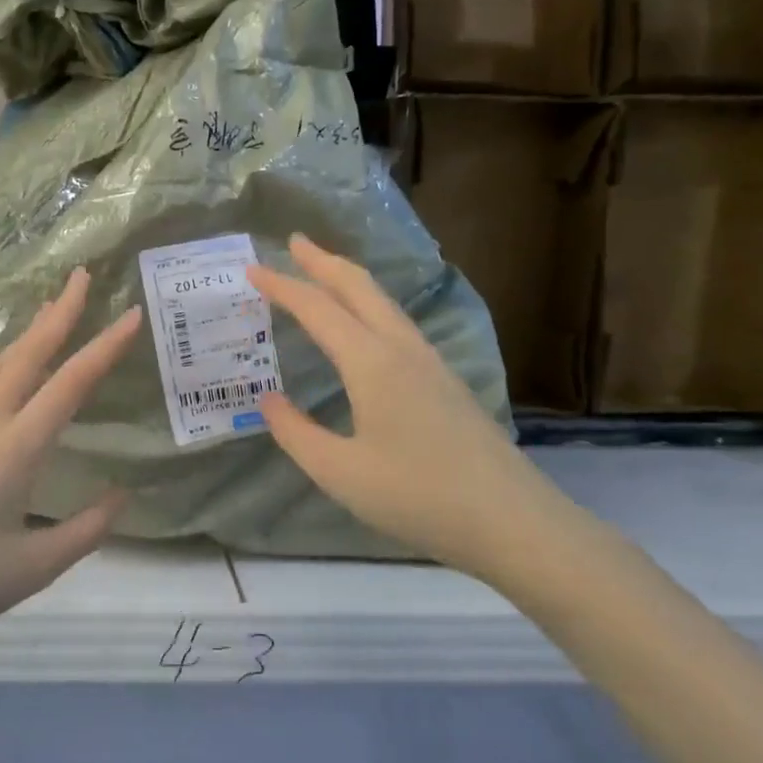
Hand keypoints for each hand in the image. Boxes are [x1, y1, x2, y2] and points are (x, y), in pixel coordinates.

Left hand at [0, 268, 140, 653]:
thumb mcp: (32, 569)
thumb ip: (85, 532)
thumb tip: (123, 496)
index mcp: (16, 450)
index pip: (71, 385)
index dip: (105, 347)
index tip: (131, 315)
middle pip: (29, 356)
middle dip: (60, 314)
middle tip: (81, 277)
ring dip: (25, 335)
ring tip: (46, 311)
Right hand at [249, 235, 575, 580]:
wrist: (511, 521)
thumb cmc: (417, 496)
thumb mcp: (339, 472)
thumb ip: (295, 432)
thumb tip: (268, 400)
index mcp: (371, 363)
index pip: (318, 309)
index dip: (282, 286)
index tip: (251, 268)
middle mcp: (402, 349)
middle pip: (359, 287)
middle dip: (323, 261)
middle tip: (294, 242)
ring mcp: (430, 362)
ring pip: (383, 302)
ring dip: (349, 280)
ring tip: (323, 272)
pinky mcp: (445, 381)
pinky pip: (397, 323)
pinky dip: (369, 305)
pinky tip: (365, 325)